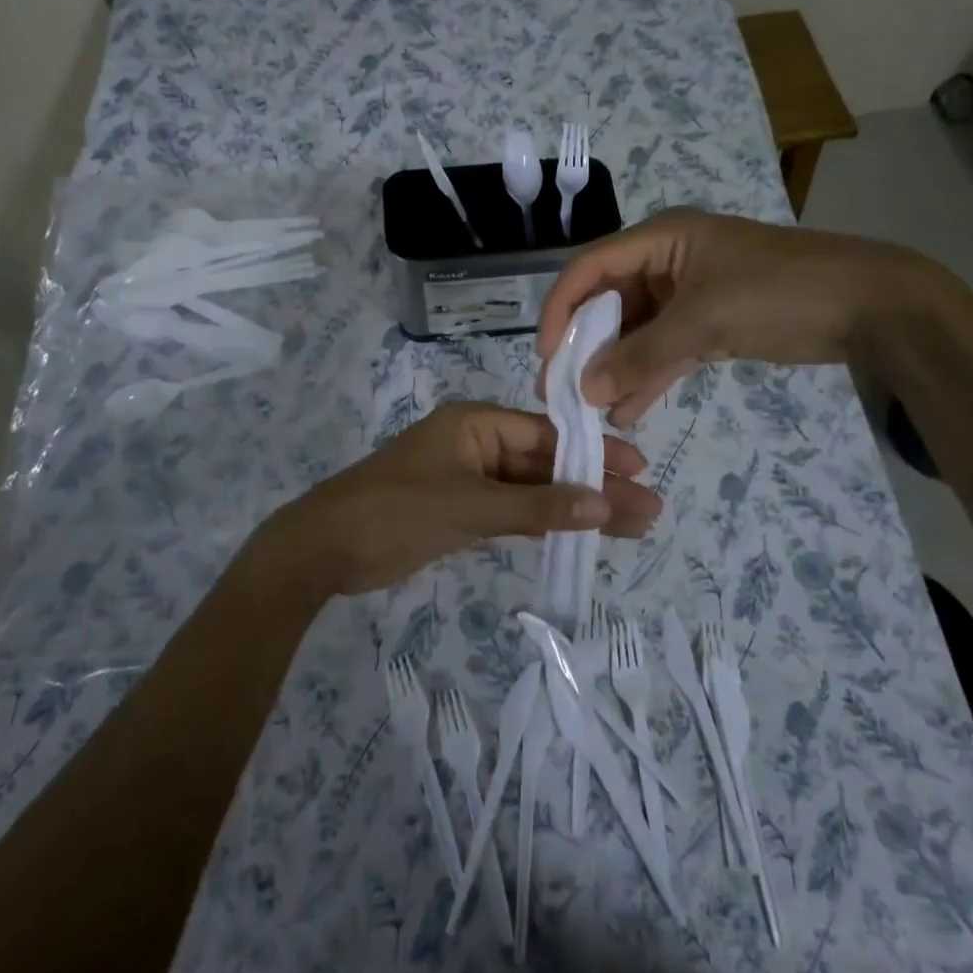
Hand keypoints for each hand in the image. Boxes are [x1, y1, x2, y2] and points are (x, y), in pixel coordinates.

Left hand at [256, 403, 662, 595]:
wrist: (324, 548)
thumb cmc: (395, 511)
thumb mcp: (470, 506)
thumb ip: (537, 506)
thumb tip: (605, 504)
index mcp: (475, 424)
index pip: (547, 434)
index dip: (593, 453)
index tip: (638, 471)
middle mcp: (476, 444)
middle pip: (545, 464)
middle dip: (593, 486)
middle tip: (647, 510)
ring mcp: (468, 479)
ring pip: (532, 491)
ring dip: (573, 508)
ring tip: (629, 527)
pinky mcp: (460, 512)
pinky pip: (512, 512)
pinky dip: (542, 523)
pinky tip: (579, 533)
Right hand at [537, 207, 960, 427]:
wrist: (870, 306)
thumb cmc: (779, 293)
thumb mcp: (703, 321)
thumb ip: (641, 356)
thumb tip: (585, 390)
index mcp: (661, 239)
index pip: (590, 268)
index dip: (560, 308)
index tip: (546, 354)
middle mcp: (667, 262)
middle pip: (609, 303)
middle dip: (585, 346)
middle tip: (560, 390)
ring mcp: (689, 295)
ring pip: (637, 332)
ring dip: (616, 369)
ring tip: (590, 411)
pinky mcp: (710, 325)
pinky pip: (666, 350)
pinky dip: (649, 377)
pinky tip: (627, 411)